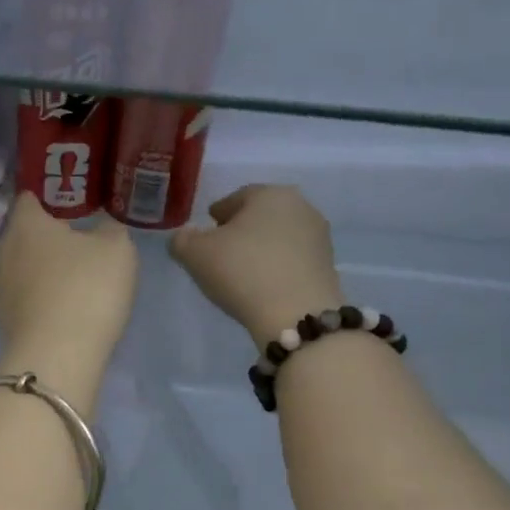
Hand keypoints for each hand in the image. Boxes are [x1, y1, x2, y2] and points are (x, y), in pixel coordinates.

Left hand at [0, 192, 137, 386]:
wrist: (57, 357)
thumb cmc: (86, 289)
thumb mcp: (117, 249)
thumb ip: (110, 230)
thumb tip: (102, 228)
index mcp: (26, 224)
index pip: (30, 198)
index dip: (50, 197)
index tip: (73, 203)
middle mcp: (3, 251)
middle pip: (24, 234)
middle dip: (47, 236)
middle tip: (79, 240)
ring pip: (22, 268)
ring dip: (43, 269)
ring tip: (73, 277)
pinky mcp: (3, 321)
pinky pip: (24, 298)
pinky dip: (40, 298)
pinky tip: (63, 307)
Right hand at [169, 185, 345, 346]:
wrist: (296, 315)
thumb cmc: (242, 272)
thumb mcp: (195, 254)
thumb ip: (182, 240)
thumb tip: (184, 236)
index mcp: (269, 193)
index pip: (235, 198)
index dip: (216, 215)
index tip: (205, 233)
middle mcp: (300, 206)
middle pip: (261, 216)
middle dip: (241, 230)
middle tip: (220, 253)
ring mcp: (318, 237)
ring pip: (278, 237)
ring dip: (260, 249)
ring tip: (241, 272)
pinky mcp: (327, 266)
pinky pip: (292, 260)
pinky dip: (276, 267)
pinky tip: (263, 285)